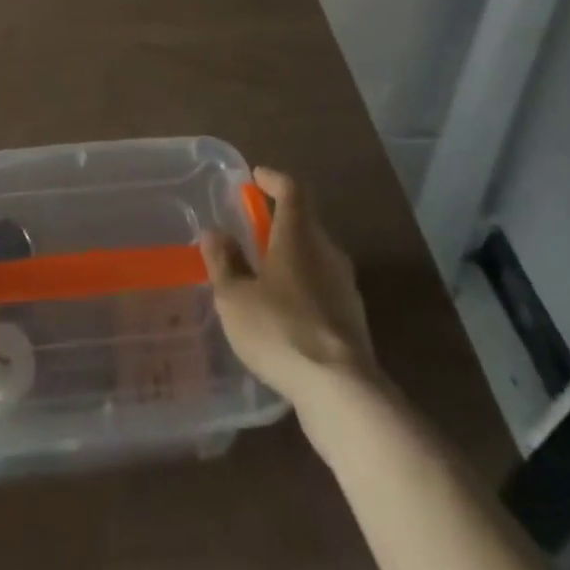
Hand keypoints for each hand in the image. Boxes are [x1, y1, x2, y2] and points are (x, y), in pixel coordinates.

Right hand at [199, 167, 379, 409]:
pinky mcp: (353, 321)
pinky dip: (304, 289)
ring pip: (316, 257)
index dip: (273, 180)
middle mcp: (327, 251)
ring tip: (266, 274)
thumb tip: (215, 232)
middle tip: (254, 229)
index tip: (256, 177)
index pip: (291, 190)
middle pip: (305, 222)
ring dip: (293, 258)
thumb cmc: (281, 330)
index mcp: (299, 235)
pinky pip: (324, 289)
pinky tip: (286, 314)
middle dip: (281, 221)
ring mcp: (345, 287)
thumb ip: (223, 261)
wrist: (342, 392)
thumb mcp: (235, 297)